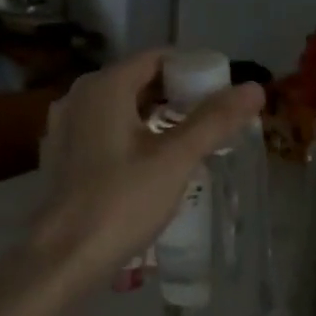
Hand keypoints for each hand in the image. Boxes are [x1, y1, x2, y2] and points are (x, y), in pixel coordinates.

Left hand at [23, 50, 264, 295]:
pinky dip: (130, 137)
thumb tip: (254, 88)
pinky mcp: (61, 156)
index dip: (193, 70)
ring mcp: (65, 127)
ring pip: (120, 109)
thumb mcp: (175, 160)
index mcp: (104, 87)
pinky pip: (103, 132)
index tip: (222, 93)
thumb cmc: (121, 202)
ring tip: (188, 141)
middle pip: (137, 81)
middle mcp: (78, 97)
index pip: (157, 58)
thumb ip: (214, 120)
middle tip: (212, 119)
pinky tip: (150, 164)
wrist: (64, 256)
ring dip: (154, 118)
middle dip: (176, 95)